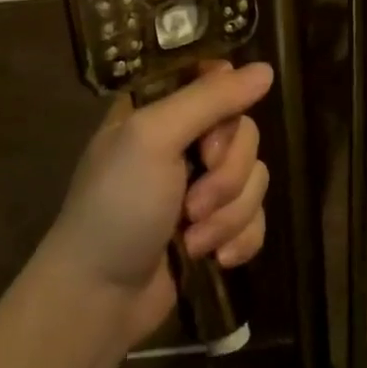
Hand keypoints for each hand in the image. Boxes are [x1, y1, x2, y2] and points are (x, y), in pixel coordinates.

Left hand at [45, 60, 274, 345]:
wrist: (101, 297)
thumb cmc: (117, 207)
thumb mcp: (153, 138)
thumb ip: (209, 99)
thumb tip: (266, 70)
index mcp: (158, 108)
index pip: (215, 79)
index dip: (227, 105)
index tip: (210, 134)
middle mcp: (182, 139)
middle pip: (245, 133)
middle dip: (226, 176)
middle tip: (192, 202)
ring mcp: (200, 184)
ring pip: (255, 178)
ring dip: (229, 215)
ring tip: (193, 239)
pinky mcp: (216, 225)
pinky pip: (256, 217)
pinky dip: (239, 239)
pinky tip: (214, 258)